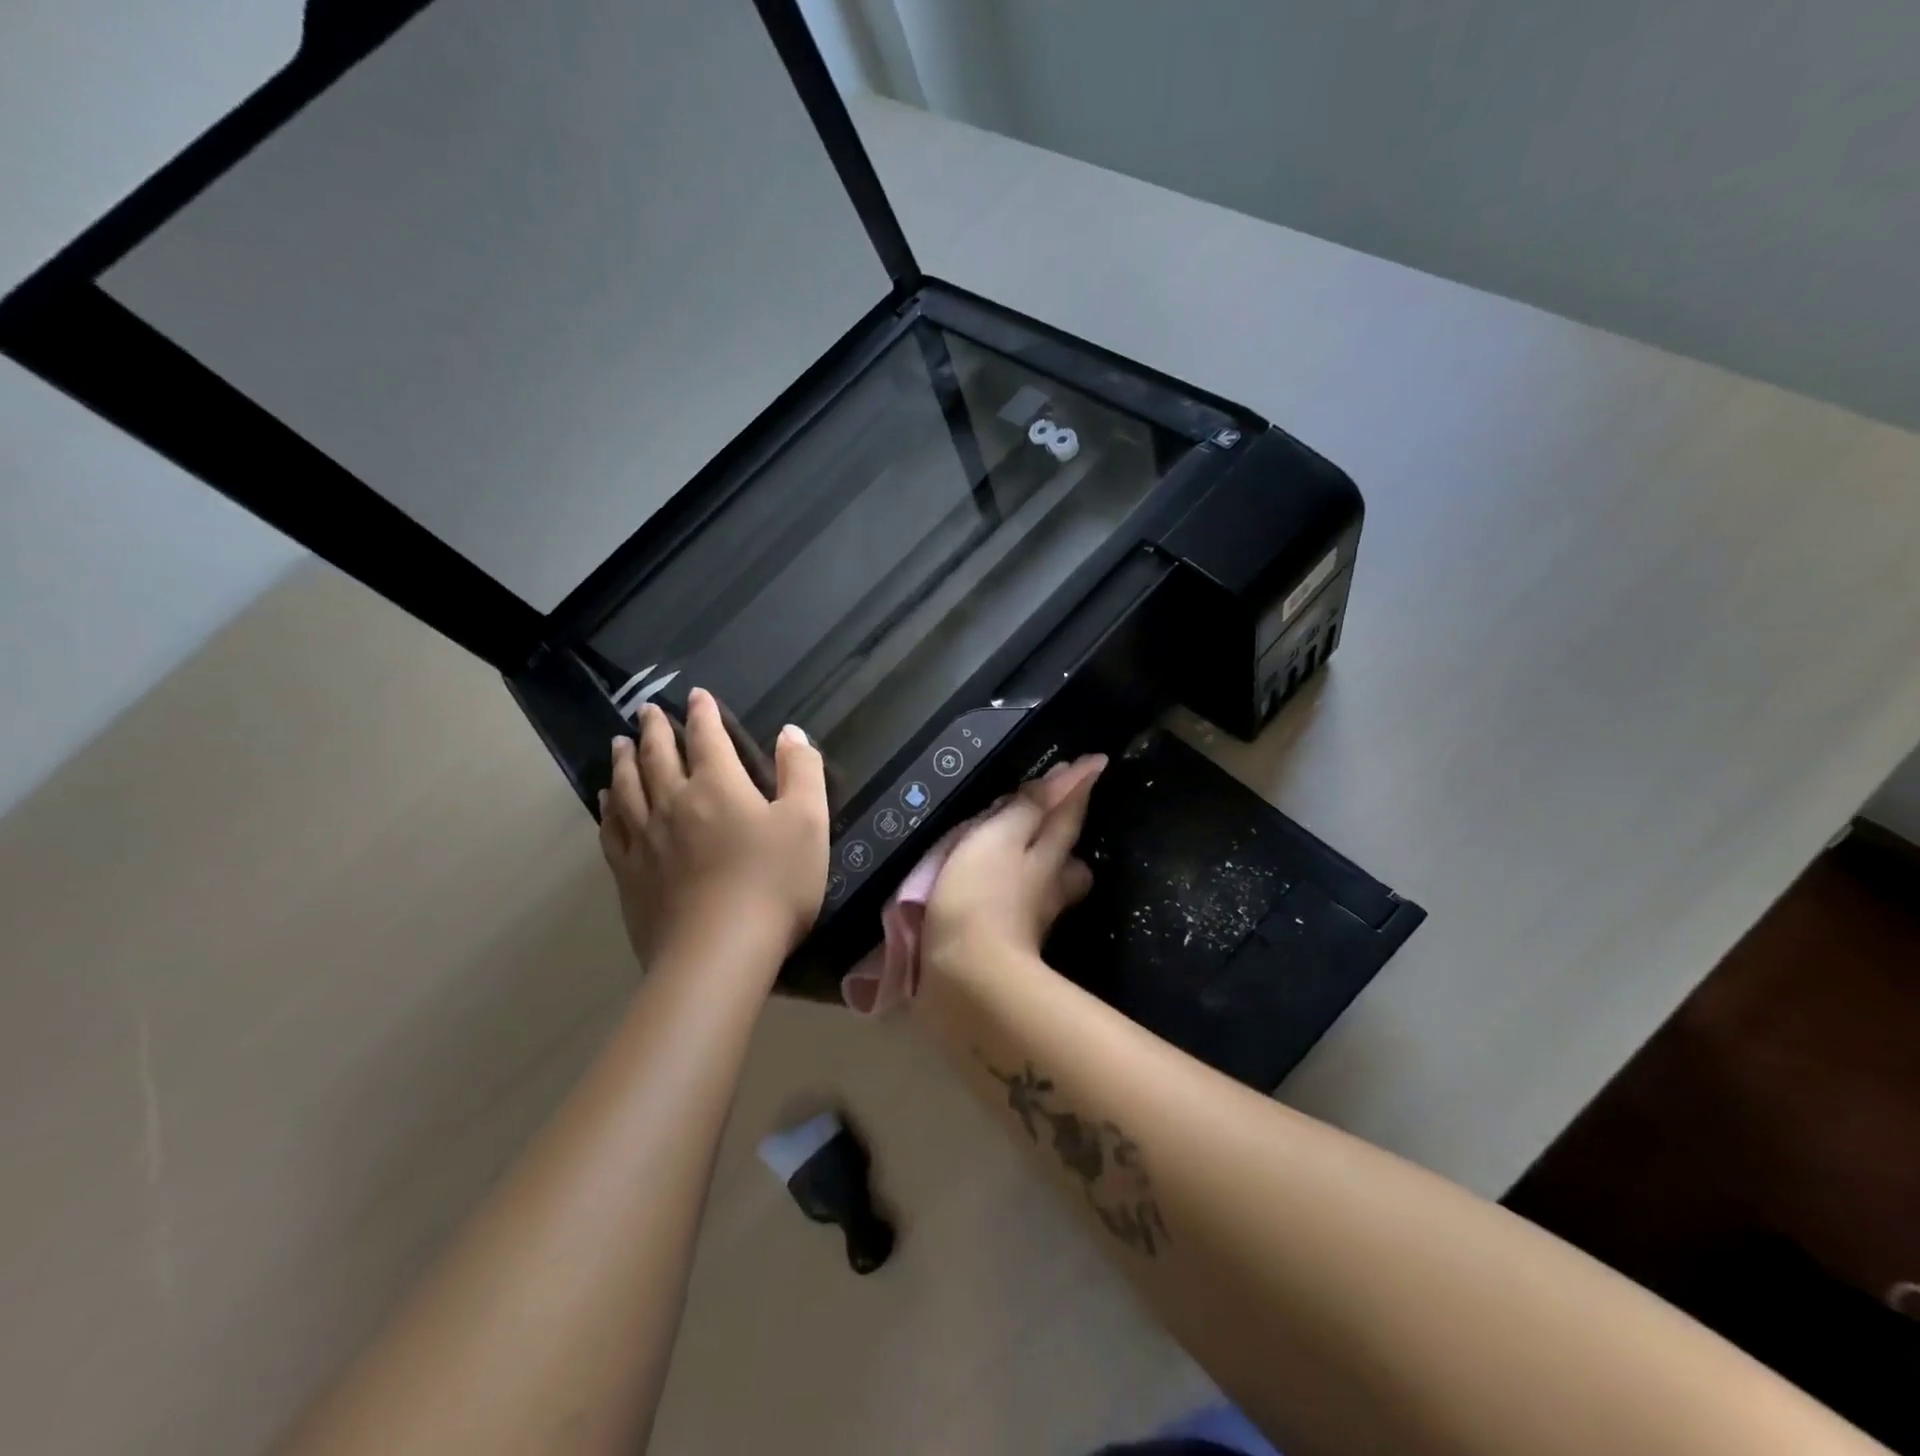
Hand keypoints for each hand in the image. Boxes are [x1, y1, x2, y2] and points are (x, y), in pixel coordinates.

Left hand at [598, 688, 829, 973]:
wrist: (719, 952)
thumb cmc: (774, 883)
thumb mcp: (808, 822)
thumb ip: (801, 772)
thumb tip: (790, 732)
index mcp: (719, 786)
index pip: (707, 737)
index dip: (704, 713)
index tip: (696, 695)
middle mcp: (674, 802)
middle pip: (659, 756)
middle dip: (655, 729)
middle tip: (647, 711)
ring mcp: (646, 839)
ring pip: (628, 787)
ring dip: (624, 760)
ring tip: (618, 743)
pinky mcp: (630, 874)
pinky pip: (612, 829)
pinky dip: (608, 807)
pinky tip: (605, 800)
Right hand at [920, 754, 1106, 978]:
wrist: (967, 978)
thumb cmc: (979, 896)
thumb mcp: (999, 837)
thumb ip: (1029, 807)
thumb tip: (1072, 774)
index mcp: (1046, 854)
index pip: (1068, 813)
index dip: (1077, 786)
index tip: (1096, 762)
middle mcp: (1048, 887)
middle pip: (1069, 859)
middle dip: (1066, 838)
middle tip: (1059, 819)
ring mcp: (1031, 919)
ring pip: (1049, 888)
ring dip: (1044, 870)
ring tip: (1024, 857)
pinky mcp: (1010, 946)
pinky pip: (1021, 909)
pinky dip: (1015, 895)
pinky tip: (999, 893)